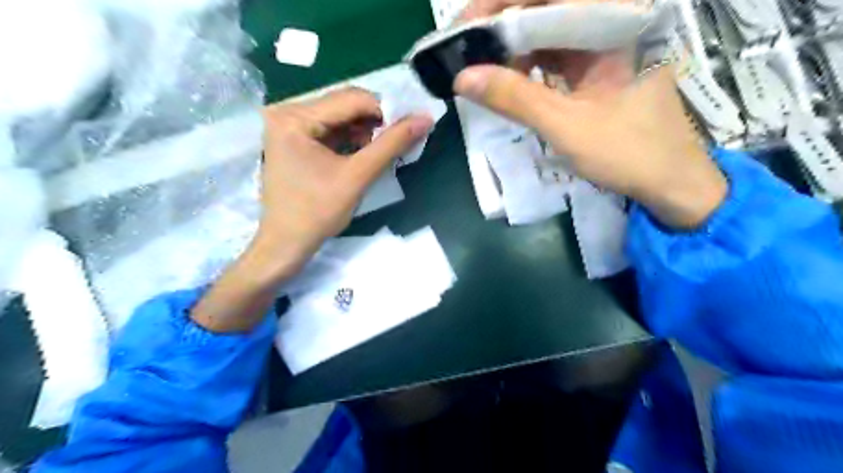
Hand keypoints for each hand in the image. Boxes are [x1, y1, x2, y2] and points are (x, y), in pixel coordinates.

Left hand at [253, 86, 434, 272]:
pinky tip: (362, 155)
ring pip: (340, 116)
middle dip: (374, 122)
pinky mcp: (294, 139)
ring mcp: (289, 126)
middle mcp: (287, 112)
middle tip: (394, 142)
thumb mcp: (358, 177)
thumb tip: (425, 118)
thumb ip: (392, 145)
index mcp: (294, 117)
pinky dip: (351, 139)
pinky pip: (331, 129)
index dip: (385, 111)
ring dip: (365, 131)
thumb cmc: (318, 213)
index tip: (407, 130)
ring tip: (378, 153)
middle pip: (344, 104)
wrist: (286, 243)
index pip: (351, 99)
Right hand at [454, 1, 724, 227]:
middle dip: (501, 27)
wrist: (670, 182)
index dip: (499, 6)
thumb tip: (463, 77)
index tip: (463, 28)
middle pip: (545, 7)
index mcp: (616, 20)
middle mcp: (611, 21)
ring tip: (479, 68)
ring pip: (546, 30)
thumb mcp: (566, 126)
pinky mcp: (595, 66)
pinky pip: (554, 54)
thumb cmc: (628, 153)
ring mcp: (603, 44)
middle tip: (463, 49)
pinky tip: (507, 80)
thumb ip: (515, 98)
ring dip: (511, 47)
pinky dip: (527, 65)